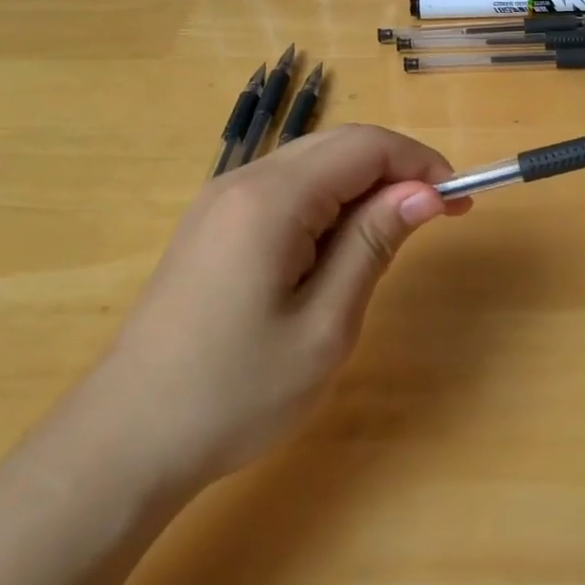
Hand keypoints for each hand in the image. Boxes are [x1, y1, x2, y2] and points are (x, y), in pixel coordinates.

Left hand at [94, 125, 468, 494]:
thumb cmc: (236, 392)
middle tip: (438, 216)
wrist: (126, 440)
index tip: (458, 202)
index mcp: (272, 199)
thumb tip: (424, 192)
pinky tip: (342, 244)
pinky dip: (330, 201)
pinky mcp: (213, 224)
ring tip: (396, 233)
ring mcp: (221, 200)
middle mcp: (243, 181)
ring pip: (313, 163)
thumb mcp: (325, 324)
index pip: (366, 146)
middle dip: (397, 168)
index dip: (420, 163)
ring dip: (365, 184)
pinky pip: (287, 189)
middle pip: (339, 144)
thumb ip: (375, 244)